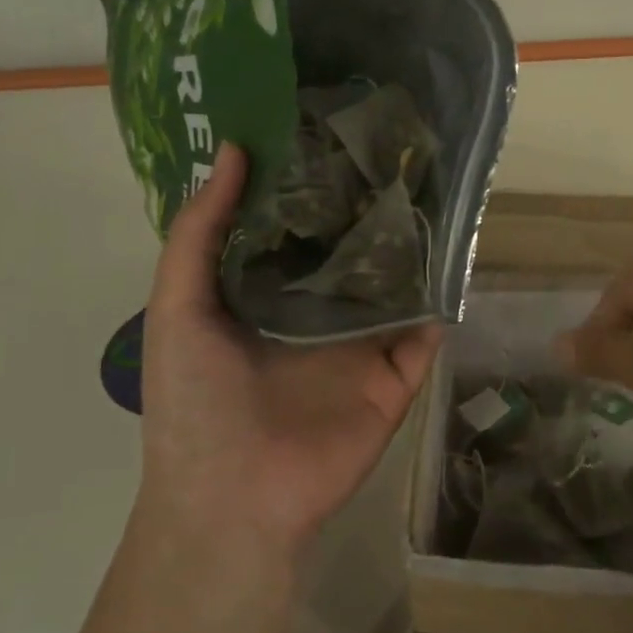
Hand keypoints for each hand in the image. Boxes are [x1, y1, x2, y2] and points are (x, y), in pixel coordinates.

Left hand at [137, 144, 440, 556]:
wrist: (233, 499)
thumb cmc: (194, 400)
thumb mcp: (178, 306)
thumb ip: (200, 231)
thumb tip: (234, 151)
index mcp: (265, 298)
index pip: (296, 231)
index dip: (311, 186)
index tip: (331, 133)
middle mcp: (317, 316)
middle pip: (352, 254)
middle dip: (369, 210)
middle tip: (393, 150)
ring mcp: (360, 348)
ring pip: (396, 287)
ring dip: (412, 248)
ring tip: (432, 188)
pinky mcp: (395, 379)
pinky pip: (425, 333)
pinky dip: (441, 300)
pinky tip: (454, 253)